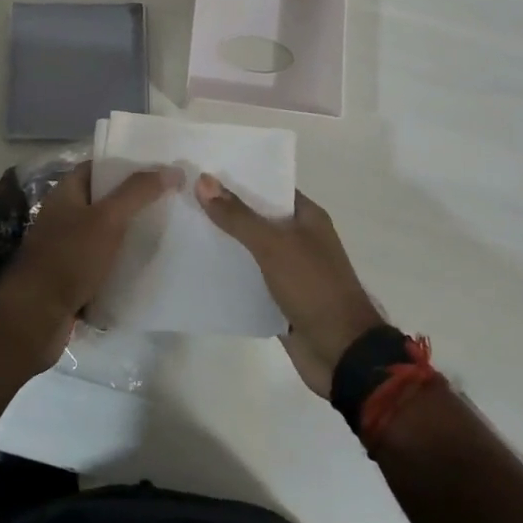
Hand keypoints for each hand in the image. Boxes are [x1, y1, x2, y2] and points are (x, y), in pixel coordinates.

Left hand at [0, 162, 180, 368]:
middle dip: (132, 203)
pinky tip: (145, 269)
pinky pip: (101, 265)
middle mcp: (63, 216)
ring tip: (164, 235)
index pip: (97, 168)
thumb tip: (172, 169)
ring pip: (104, 235)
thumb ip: (138, 192)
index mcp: (65, 193)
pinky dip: (120, 266)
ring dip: (128, 236)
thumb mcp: (108, 218)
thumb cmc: (70, 257)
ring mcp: (65, 249)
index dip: (125, 166)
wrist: (36, 316)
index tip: (157, 171)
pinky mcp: (71, 279)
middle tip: (168, 203)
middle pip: (103, 202)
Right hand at [196, 175, 381, 397]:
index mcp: (307, 217)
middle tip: (183, 194)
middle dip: (225, 208)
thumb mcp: (274, 246)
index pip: (269, 186)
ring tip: (181, 224)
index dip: (239, 177)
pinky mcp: (278, 298)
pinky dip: (228, 272)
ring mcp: (289, 269)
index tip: (203, 168)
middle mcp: (299, 238)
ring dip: (223, 240)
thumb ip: (238, 216)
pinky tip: (197, 265)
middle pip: (257, 216)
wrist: (341, 353)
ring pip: (250, 248)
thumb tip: (203, 180)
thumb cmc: (314, 288)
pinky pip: (248, 278)